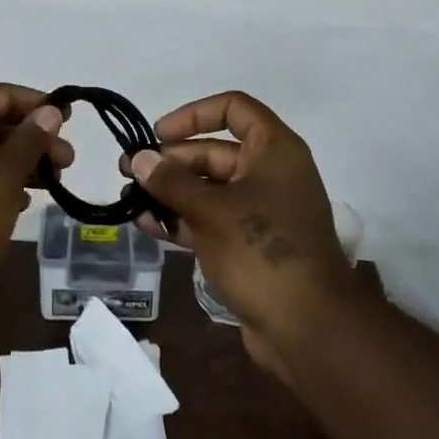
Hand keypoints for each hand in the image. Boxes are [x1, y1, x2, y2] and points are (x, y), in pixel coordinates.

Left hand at [0, 83, 69, 294]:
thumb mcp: (4, 174)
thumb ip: (31, 139)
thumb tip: (50, 110)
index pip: (0, 94)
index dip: (37, 103)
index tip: (69, 120)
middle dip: (34, 140)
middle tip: (67, 162)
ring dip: (21, 165)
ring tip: (52, 185)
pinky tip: (20, 205)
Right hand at [127, 92, 356, 368]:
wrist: (309, 330)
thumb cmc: (263, 251)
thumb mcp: (211, 210)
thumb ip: (172, 181)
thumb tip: (140, 159)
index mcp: (274, 150)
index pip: (234, 108)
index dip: (194, 114)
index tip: (160, 133)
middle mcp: (269, 173)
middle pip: (214, 152)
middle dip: (171, 161)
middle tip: (129, 172)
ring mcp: (260, 211)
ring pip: (209, 189)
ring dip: (171, 193)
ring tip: (129, 200)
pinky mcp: (250, 246)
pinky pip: (211, 220)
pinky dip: (182, 220)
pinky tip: (147, 226)